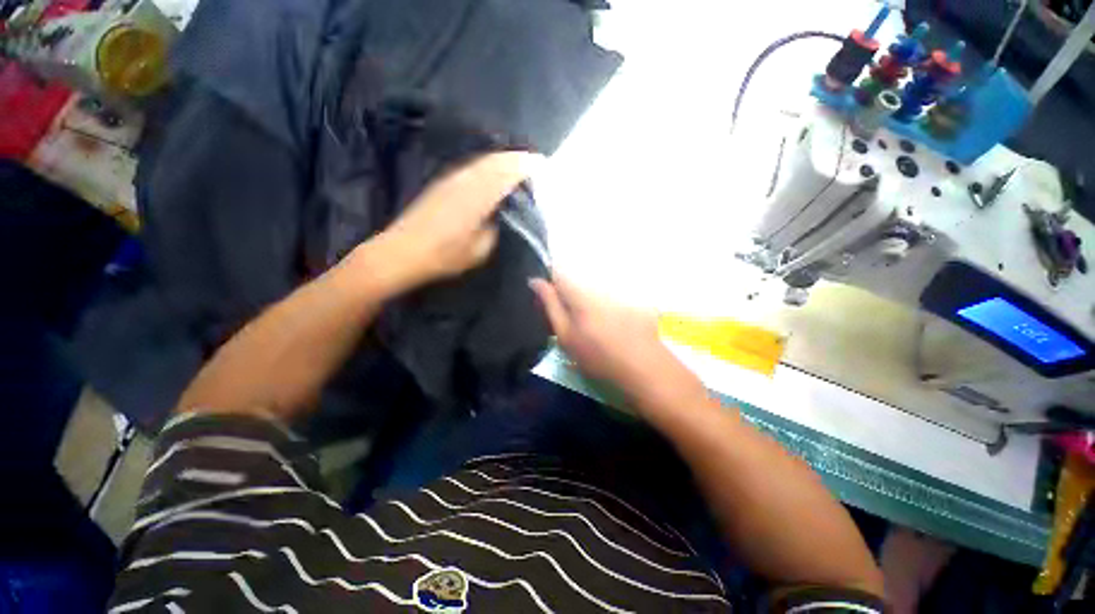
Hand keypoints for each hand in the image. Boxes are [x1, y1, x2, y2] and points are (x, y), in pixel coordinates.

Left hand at [355, 151, 541, 294]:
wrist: (403, 251)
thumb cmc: (445, 255)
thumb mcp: (480, 249)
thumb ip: (496, 228)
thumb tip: (503, 214)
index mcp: (478, 196)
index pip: (507, 173)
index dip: (526, 166)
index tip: (542, 164)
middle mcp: (466, 180)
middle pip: (496, 161)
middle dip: (517, 158)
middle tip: (534, 161)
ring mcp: (452, 179)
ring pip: (483, 161)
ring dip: (502, 159)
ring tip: (517, 163)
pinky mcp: (442, 183)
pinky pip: (471, 167)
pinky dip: (487, 165)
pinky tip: (491, 172)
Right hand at [529, 275, 705, 412]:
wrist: (643, 367)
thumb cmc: (597, 356)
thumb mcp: (566, 335)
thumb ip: (550, 305)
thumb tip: (535, 281)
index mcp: (580, 291)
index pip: (558, 270)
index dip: (550, 282)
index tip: (547, 300)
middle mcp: (599, 283)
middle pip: (576, 278)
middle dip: (567, 293)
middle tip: (568, 319)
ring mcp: (618, 289)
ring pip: (592, 287)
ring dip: (585, 300)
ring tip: (591, 326)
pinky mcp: (631, 296)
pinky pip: (609, 294)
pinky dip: (603, 305)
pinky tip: (610, 325)